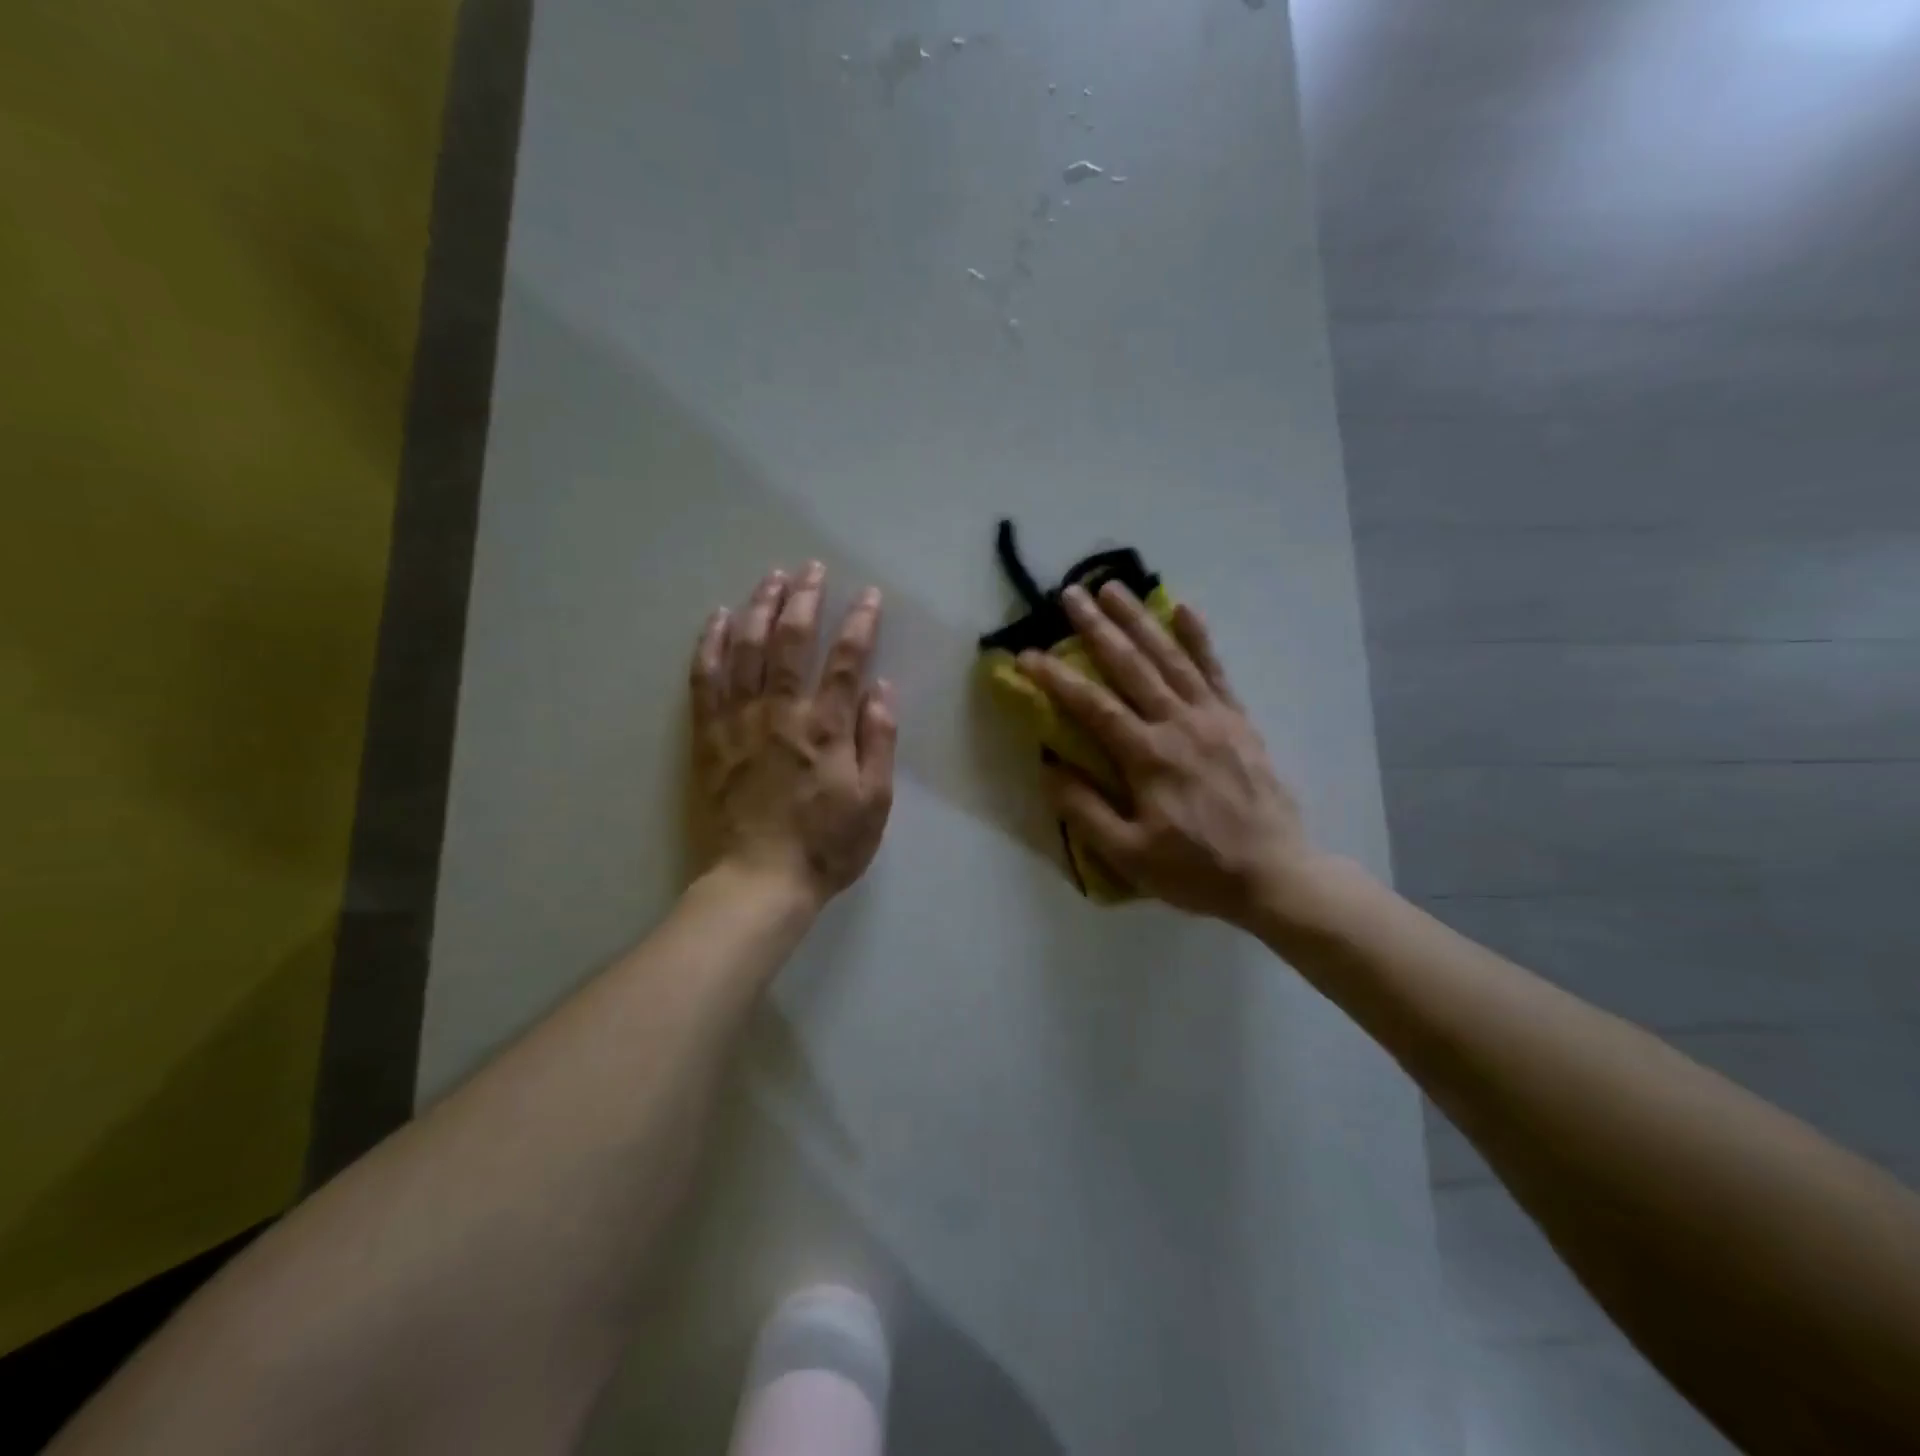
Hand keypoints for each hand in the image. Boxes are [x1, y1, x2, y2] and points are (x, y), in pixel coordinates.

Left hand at [689, 563, 896, 907]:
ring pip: (745, 650)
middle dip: (803, 598)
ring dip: (759, 608)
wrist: (758, 881)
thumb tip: (881, 689)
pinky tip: (718, 618)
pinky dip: (711, 645)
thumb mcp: (874, 802)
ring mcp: (739, 722)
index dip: (859, 622)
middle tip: (810, 568)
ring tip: (770, 577)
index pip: (846, 660)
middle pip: (789, 641)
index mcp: (826, 728)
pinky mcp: (709, 737)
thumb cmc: (826, 846)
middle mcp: (781, 713)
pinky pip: (705, 680)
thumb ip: (878, 741)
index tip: (867, 594)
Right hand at [1018, 582, 1317, 932]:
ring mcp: (1213, 717)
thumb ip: (1085, 811)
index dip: (1056, 678)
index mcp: (1148, 757)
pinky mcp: (1238, 720)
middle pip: (1132, 666)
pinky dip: (1199, 638)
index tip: (1026, 654)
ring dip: (1140, 620)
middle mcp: (1179, 724)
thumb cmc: (1196, 869)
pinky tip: (1183, 609)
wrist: (1275, 874)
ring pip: (1171, 657)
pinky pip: (1216, 670)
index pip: (1093, 706)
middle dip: (1097, 627)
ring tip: (1114, 587)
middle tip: (1070, 593)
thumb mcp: (1129, 855)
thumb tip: (1049, 768)